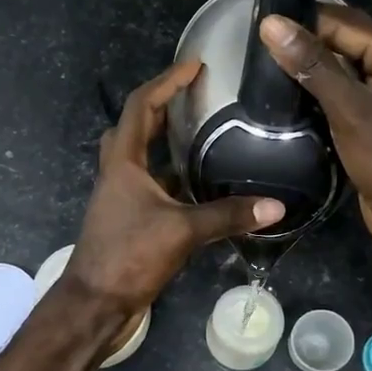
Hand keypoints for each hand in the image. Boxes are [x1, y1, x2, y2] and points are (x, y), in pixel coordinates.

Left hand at [66, 61, 284, 313]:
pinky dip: (171, 179)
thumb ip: (227, 215)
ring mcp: (121, 199)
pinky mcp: (128, 222)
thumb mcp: (182, 232)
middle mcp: (118, 174)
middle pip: (136, 127)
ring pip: (141, 158)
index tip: (195, 66)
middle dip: (162, 106)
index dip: (166, 81)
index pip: (141, 106)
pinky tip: (199, 187)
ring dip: (165, 143)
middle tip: (196, 98)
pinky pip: (150, 187)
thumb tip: (276, 206)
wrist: (95, 304)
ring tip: (202, 134)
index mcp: (123, 163)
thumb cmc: (129, 257)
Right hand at [258, 6, 371, 254]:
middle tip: (257, 51)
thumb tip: (272, 24)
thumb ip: (311, 64)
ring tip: (266, 73)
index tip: (260, 27)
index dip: (304, 22)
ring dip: (312, 73)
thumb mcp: (348, 108)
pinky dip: (323, 96)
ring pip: (345, 72)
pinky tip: (292, 102)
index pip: (346, 22)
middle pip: (347, 43)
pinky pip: (348, 97)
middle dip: (307, 46)